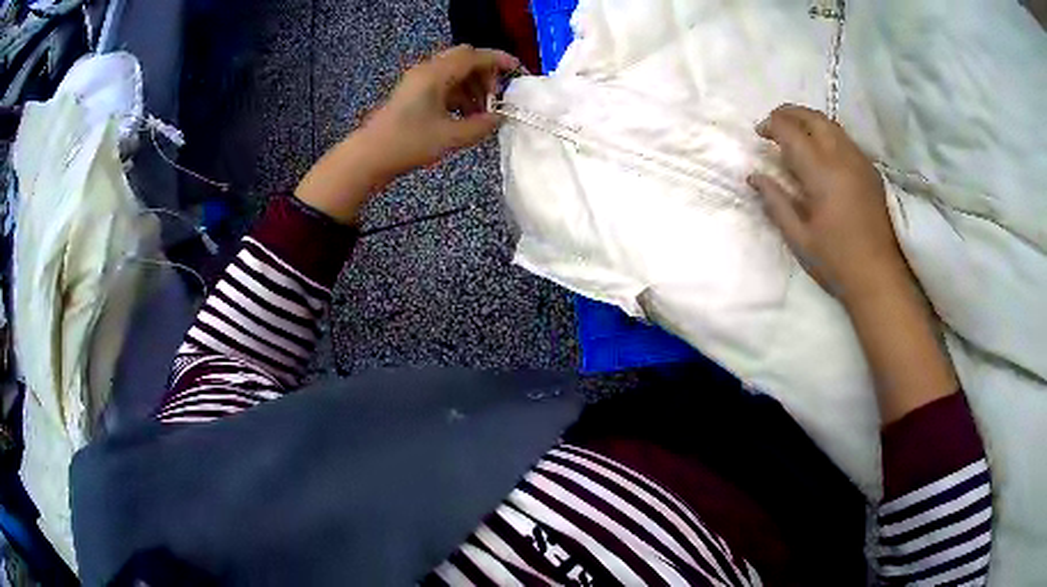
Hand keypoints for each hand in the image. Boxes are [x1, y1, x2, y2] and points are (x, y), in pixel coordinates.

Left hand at [295, 45, 519, 223]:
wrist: (370, 156)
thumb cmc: (409, 143)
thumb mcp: (451, 137)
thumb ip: (481, 125)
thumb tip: (500, 118)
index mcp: (436, 74)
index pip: (474, 56)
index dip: (499, 60)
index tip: (518, 71)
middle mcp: (427, 70)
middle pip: (464, 59)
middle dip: (485, 74)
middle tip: (494, 99)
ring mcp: (418, 81)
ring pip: (454, 73)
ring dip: (472, 86)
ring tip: (481, 113)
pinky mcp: (413, 94)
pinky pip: (443, 85)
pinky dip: (458, 95)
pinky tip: (464, 116)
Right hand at [748, 105, 909, 304]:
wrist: (880, 278)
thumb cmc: (836, 261)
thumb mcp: (799, 237)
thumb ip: (776, 202)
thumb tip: (754, 177)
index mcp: (822, 173)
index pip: (791, 132)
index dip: (772, 125)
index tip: (759, 133)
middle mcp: (842, 158)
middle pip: (813, 118)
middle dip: (789, 113)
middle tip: (773, 123)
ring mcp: (860, 162)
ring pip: (832, 125)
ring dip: (809, 120)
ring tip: (795, 133)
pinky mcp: (871, 171)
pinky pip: (845, 139)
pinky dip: (827, 133)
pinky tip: (821, 151)